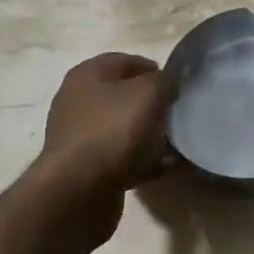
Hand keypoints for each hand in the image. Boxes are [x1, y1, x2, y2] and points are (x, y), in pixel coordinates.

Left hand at [34, 53, 175, 244]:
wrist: (77, 193)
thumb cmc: (112, 130)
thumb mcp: (149, 93)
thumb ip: (165, 81)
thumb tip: (169, 83)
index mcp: (87, 75)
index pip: (125, 61)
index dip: (154, 69)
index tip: (176, 86)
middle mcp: (78, 101)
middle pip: (124, 96)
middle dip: (152, 104)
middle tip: (176, 114)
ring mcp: (80, 137)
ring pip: (123, 128)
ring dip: (149, 135)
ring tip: (174, 143)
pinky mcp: (86, 169)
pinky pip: (121, 158)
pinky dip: (141, 161)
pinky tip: (163, 168)